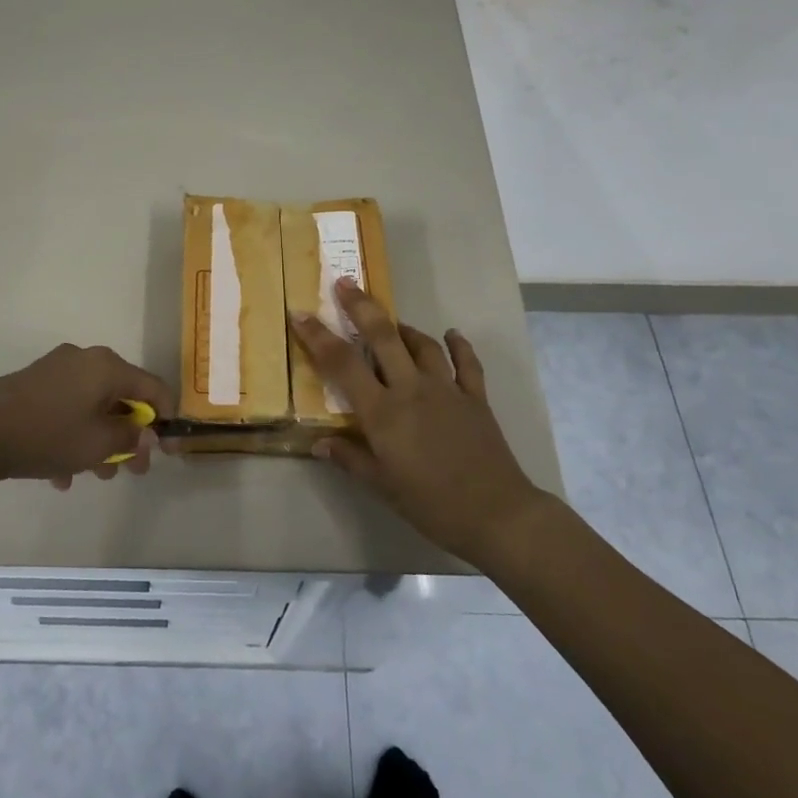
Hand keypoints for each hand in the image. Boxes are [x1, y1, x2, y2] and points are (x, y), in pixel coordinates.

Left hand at [0, 344, 174, 491]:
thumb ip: (131, 437)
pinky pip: (66, 409)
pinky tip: (60, 474)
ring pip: (92, 407)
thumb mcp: (99, 443)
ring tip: (93, 476)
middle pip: (121, 398)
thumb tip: (146, 432)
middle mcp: (85, 360)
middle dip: (129, 437)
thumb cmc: (48, 435)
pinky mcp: (33, 384)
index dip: (166, 419)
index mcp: (107, 367)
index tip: (167, 450)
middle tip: (131, 471)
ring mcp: (56, 370)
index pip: (153, 387)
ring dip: (99, 441)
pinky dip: (72, 436)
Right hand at [291, 279, 548, 565]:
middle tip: (345, 283)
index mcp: (383, 412)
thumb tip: (319, 443)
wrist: (496, 514)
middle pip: (383, 337)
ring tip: (391, 322)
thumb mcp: (382, 486)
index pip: (342, 365)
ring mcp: (447, 389)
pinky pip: (466, 363)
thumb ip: (350, 458)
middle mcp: (412, 389)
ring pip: (421, 345)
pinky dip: (457, 345)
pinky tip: (451, 335)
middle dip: (361, 307)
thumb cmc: (431, 504)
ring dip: (403, 328)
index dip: (318, 337)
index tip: (301, 313)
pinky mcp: (475, 397)